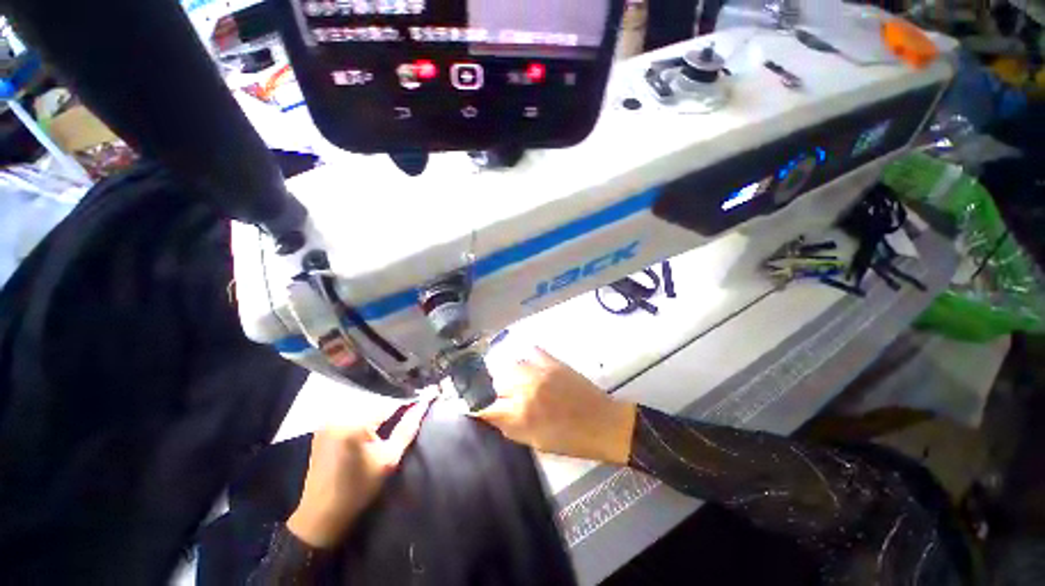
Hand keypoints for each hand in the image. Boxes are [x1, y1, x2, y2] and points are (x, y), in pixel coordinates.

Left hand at [287, 397, 433, 547]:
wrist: (321, 516)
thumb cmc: (359, 489)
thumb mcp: (389, 459)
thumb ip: (407, 428)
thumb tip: (424, 404)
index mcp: (354, 424)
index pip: (389, 403)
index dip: (408, 402)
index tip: (426, 398)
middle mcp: (338, 416)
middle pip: (376, 402)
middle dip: (394, 406)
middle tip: (411, 411)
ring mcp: (328, 421)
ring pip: (365, 406)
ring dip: (380, 410)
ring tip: (395, 418)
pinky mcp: (323, 427)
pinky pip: (352, 413)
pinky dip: (366, 416)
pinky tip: (374, 426)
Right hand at [475, 348, 636, 464]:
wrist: (602, 423)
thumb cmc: (570, 440)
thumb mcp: (535, 442)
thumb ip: (509, 427)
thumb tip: (489, 415)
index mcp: (520, 415)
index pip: (485, 407)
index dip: (476, 407)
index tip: (474, 406)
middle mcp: (525, 390)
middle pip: (495, 381)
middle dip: (494, 390)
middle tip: (503, 396)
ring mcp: (539, 372)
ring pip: (510, 364)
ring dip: (509, 373)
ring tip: (517, 380)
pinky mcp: (553, 361)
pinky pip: (532, 351)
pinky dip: (528, 358)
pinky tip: (531, 365)